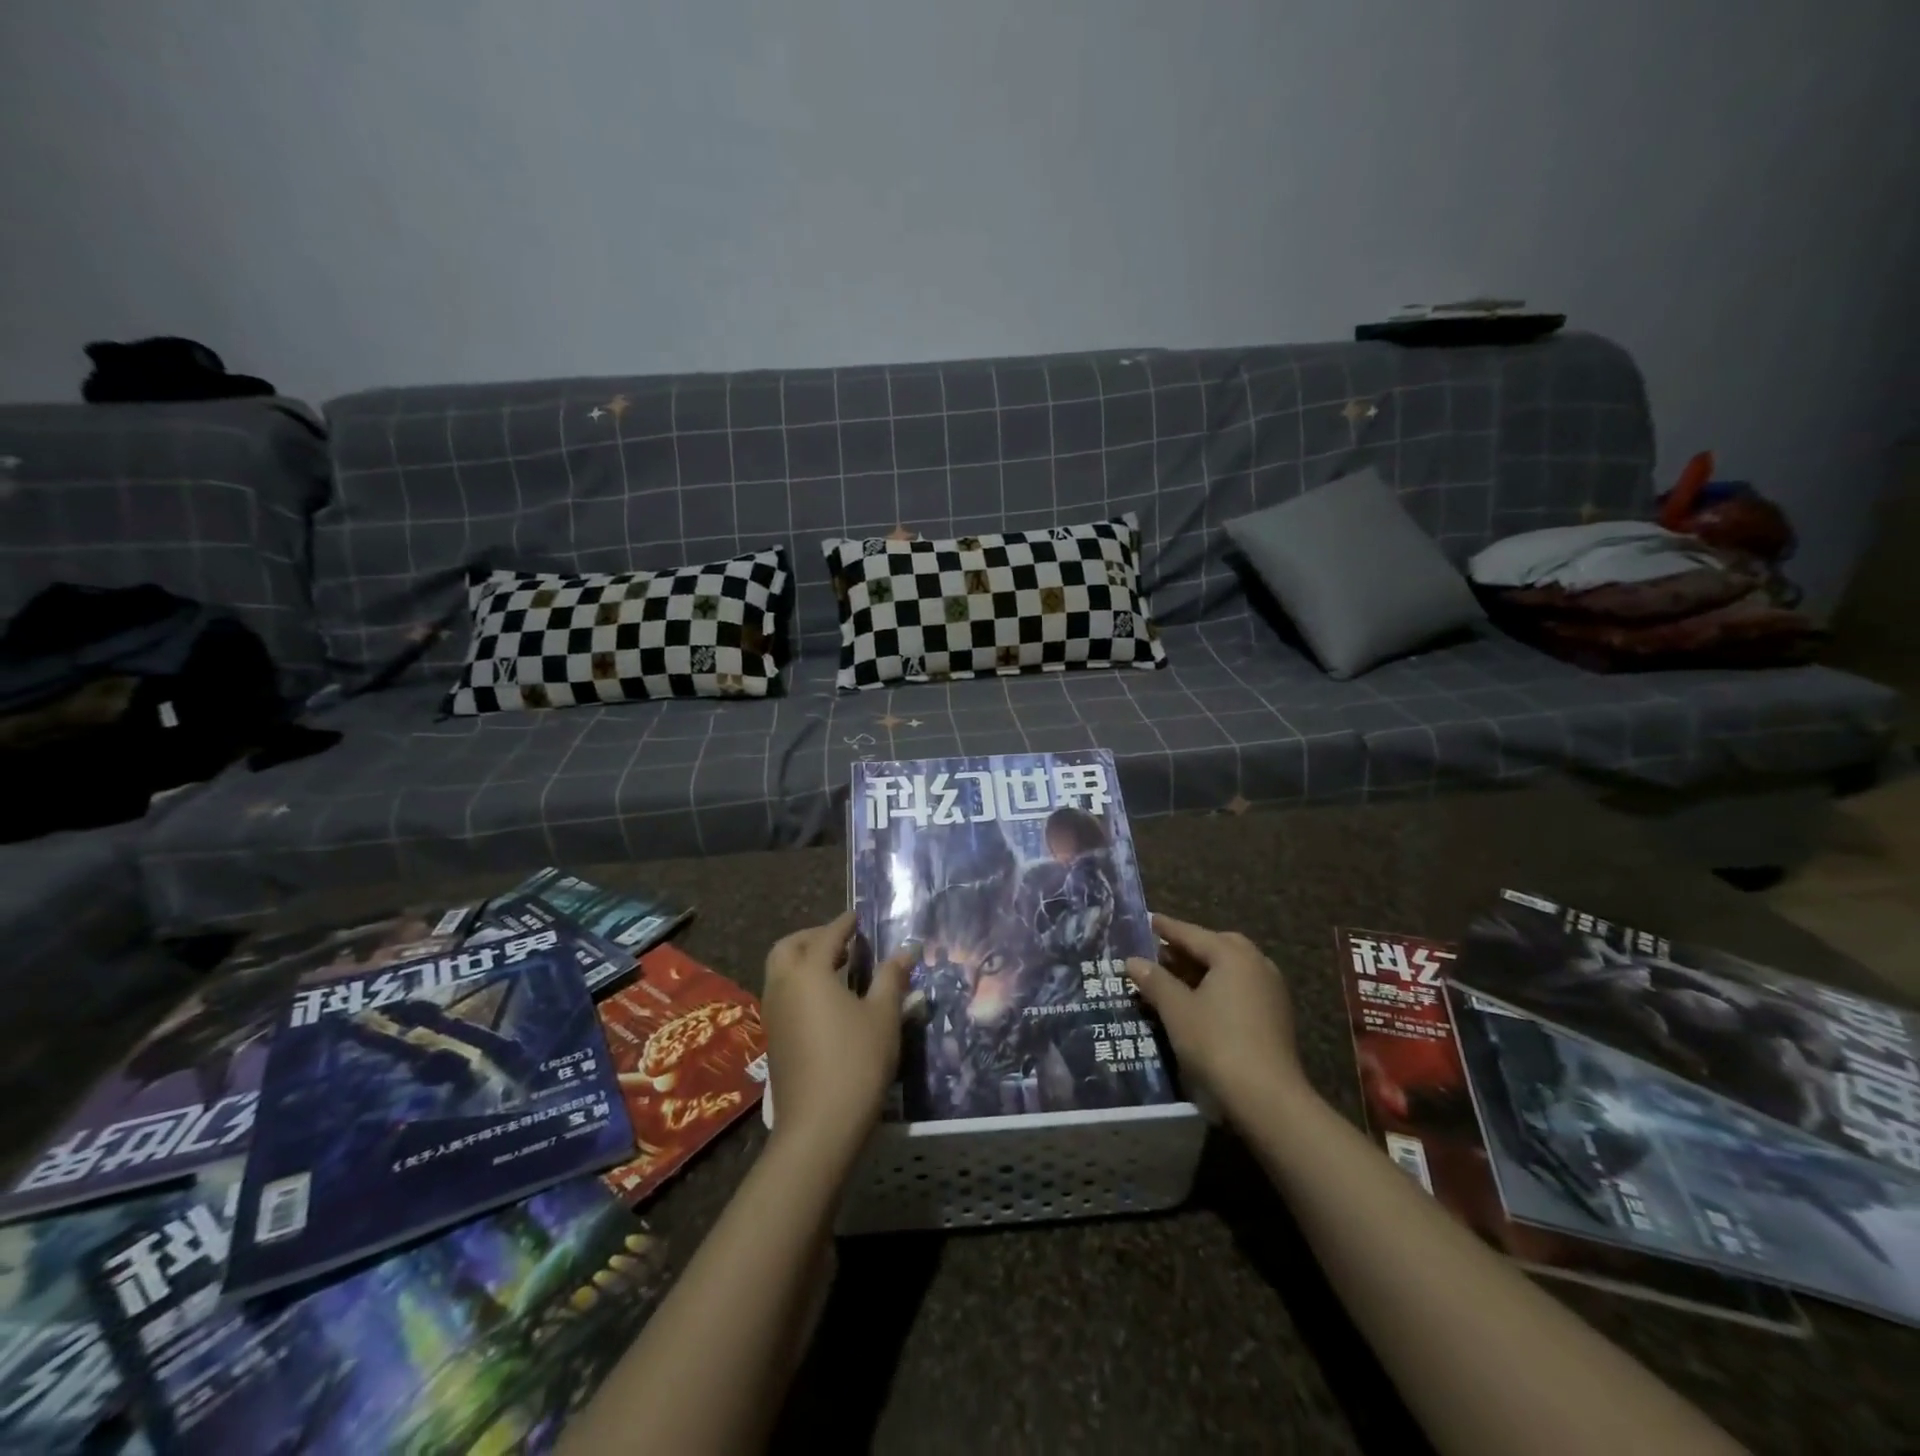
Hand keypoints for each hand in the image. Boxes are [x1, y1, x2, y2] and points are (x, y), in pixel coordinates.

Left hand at [762, 911, 913, 1164]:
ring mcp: (774, 1015)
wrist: (818, 1127)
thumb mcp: (883, 1016)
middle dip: (812, 937)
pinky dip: (800, 984)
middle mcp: (783, 986)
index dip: (844, 923)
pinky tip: (827, 1001)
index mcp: (808, 972)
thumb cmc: (855, 1062)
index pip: (827, 936)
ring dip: (803, 961)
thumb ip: (892, 978)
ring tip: (838, 968)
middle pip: (788, 948)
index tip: (857, 916)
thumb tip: (907, 949)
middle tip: (842, 940)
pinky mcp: (774, 1039)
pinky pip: (782, 995)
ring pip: (780, 972)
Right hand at [1125, 913, 1306, 1115]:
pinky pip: (1242, 986)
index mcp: (1233, 955)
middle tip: (1163, 950)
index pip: (1193, 934)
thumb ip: (1154, 981)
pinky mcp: (1276, 1015)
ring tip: (1177, 976)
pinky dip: (1220, 985)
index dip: (1167, 928)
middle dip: (1190, 946)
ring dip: (1205, 967)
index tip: (1149, 919)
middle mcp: (1257, 964)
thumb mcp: (1177, 1010)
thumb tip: (1133, 960)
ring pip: (1232, 967)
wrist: (1267, 1097)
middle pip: (1218, 945)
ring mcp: (1271, 990)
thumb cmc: (1216, 1043)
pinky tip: (1202, 1001)